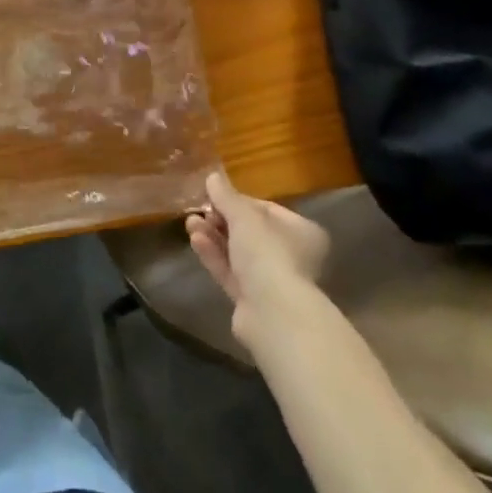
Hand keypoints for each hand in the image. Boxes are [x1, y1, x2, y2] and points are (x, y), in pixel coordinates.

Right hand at [185, 172, 328, 349]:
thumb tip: (212, 177)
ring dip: (213, 237)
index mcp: (301, 232)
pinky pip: (231, 272)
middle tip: (199, 210)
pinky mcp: (253, 301)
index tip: (214, 196)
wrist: (273, 315)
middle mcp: (292, 256)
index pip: (266, 209)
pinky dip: (214, 256)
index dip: (238, 201)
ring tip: (190, 223)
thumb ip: (226, 196)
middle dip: (221, 220)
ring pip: (238, 253)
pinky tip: (195, 241)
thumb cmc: (268, 253)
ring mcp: (272, 281)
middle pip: (250, 232)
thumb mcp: (244, 216)